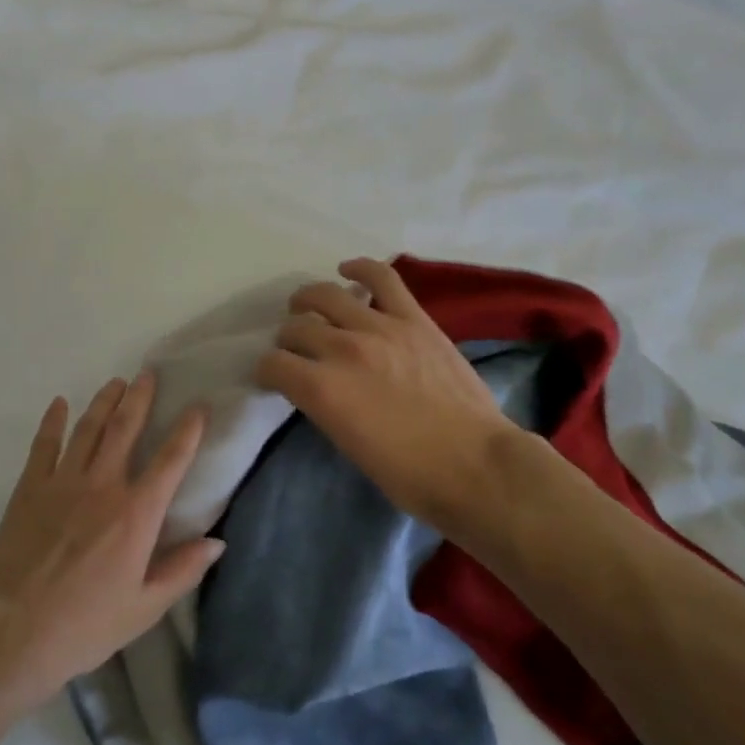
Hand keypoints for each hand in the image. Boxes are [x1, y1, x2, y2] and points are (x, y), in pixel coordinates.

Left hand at [0, 373, 221, 707]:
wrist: (14, 627)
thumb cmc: (86, 624)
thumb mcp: (144, 607)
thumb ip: (182, 570)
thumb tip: (218, 542)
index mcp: (136, 514)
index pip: (171, 461)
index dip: (188, 430)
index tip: (199, 406)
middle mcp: (103, 485)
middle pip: (125, 429)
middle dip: (139, 398)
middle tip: (147, 374)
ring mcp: (63, 481)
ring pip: (88, 428)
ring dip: (103, 402)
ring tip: (115, 382)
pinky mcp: (31, 487)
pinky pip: (44, 444)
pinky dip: (52, 421)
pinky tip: (58, 403)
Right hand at [255, 257, 523, 535]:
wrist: (477, 466)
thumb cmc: (409, 475)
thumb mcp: (346, 443)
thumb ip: (323, 405)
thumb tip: (316, 386)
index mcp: (321, 389)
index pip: (272, 364)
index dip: (267, 371)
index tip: (274, 378)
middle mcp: (342, 350)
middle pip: (296, 328)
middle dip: (287, 340)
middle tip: (296, 350)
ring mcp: (379, 328)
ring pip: (326, 296)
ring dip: (308, 302)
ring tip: (307, 307)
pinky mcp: (414, 319)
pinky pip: (382, 278)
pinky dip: (360, 269)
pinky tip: (347, 271)